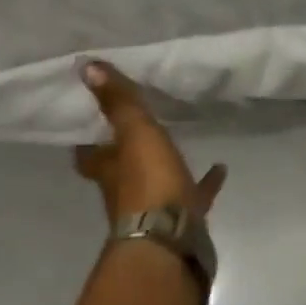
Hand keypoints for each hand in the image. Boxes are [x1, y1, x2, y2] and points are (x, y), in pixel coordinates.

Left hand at [73, 62, 226, 222]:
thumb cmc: (148, 182)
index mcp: (109, 170)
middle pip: (121, 170)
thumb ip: (118, 102)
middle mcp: (125, 191)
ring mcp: (155, 208)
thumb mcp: (135, 133)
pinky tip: (220, 167)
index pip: (88, 155)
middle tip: (138, 129)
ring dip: (164, 167)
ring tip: (182, 143)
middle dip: (126, 154)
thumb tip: (85, 65)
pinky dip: (205, 183)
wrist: (172, 240)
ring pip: (156, 183)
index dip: (87, 140)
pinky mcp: (184, 219)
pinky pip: (194, 196)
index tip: (89, 122)